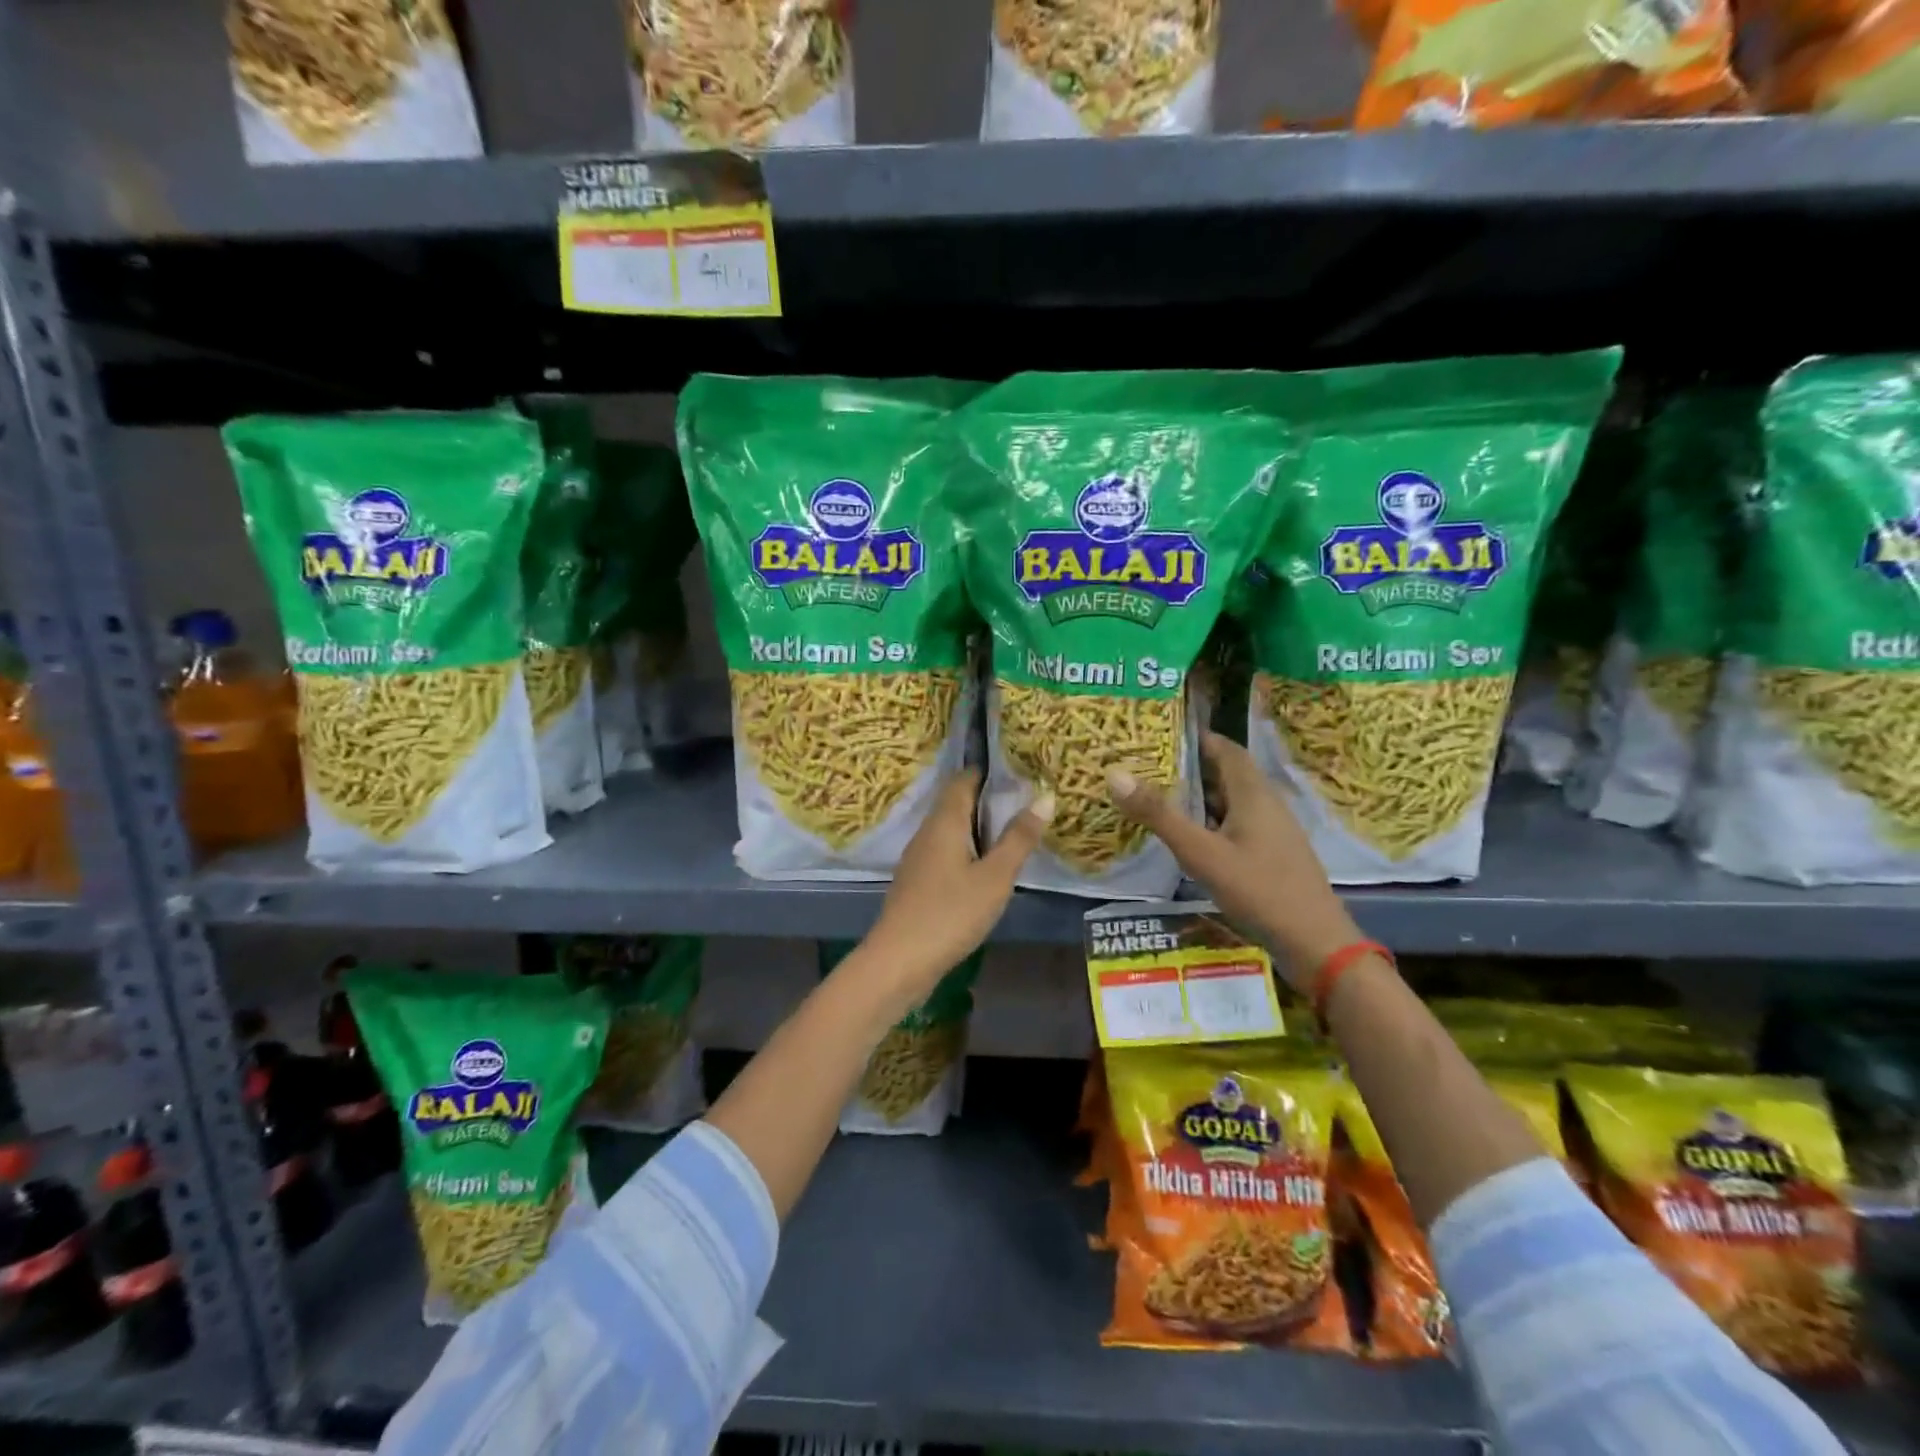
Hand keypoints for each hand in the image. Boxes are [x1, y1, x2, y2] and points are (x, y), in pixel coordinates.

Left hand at [856, 769, 1053, 1008]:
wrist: (898, 961)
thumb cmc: (950, 913)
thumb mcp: (995, 877)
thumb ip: (1019, 838)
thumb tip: (1044, 796)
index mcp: (944, 822)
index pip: (963, 780)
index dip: (989, 772)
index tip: (1020, 773)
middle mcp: (927, 832)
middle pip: (957, 803)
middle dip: (988, 800)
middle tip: (1026, 802)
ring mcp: (918, 859)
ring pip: (951, 830)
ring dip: (979, 828)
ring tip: (1014, 832)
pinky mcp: (917, 882)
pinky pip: (945, 853)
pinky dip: (968, 851)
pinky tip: (986, 868)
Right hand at [1106, 732, 1356, 990]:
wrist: (1315, 942)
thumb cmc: (1258, 889)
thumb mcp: (1200, 852)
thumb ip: (1159, 814)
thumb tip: (1115, 774)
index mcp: (1253, 793)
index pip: (1225, 748)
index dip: (1196, 737)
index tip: (1160, 734)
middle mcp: (1266, 804)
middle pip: (1227, 773)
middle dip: (1191, 766)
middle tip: (1149, 765)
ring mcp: (1273, 831)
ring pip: (1231, 801)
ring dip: (1200, 796)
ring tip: (1160, 797)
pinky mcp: (1272, 854)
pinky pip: (1237, 824)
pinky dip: (1211, 821)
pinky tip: (1190, 838)